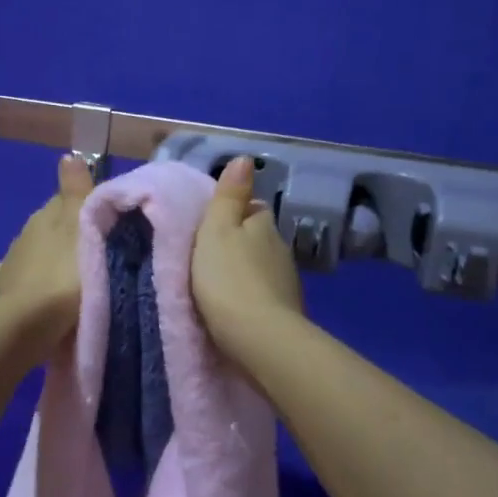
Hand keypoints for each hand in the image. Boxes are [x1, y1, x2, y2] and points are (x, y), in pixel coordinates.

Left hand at [0, 153, 95, 342]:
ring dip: (49, 259)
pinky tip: (32, 290)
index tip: (106, 224)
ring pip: (33, 252)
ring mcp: (10, 263)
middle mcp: (24, 234)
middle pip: (51, 227)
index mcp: (45, 216)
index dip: (86, 209)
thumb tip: (69, 155)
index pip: (66, 200)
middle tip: (95, 253)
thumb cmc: (66, 275)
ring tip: (69, 277)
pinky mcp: (1, 291)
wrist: (28, 325)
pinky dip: (25, 280)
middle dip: (68, 236)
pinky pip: (14, 278)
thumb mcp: (82, 228)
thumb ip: (78, 192)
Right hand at [192, 156, 303, 363]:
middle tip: (210, 256)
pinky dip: (253, 296)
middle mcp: (281, 248)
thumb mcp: (217, 229)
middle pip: (258, 238)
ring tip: (221, 285)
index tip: (211, 226)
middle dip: (240, 244)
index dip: (233, 214)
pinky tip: (238, 307)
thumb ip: (228, 195)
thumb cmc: (227, 278)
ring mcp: (287, 282)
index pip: (251, 209)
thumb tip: (245, 158)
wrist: (259, 338)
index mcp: (263, 224)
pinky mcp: (287, 312)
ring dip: (246, 271)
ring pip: (263, 267)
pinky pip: (266, 294)